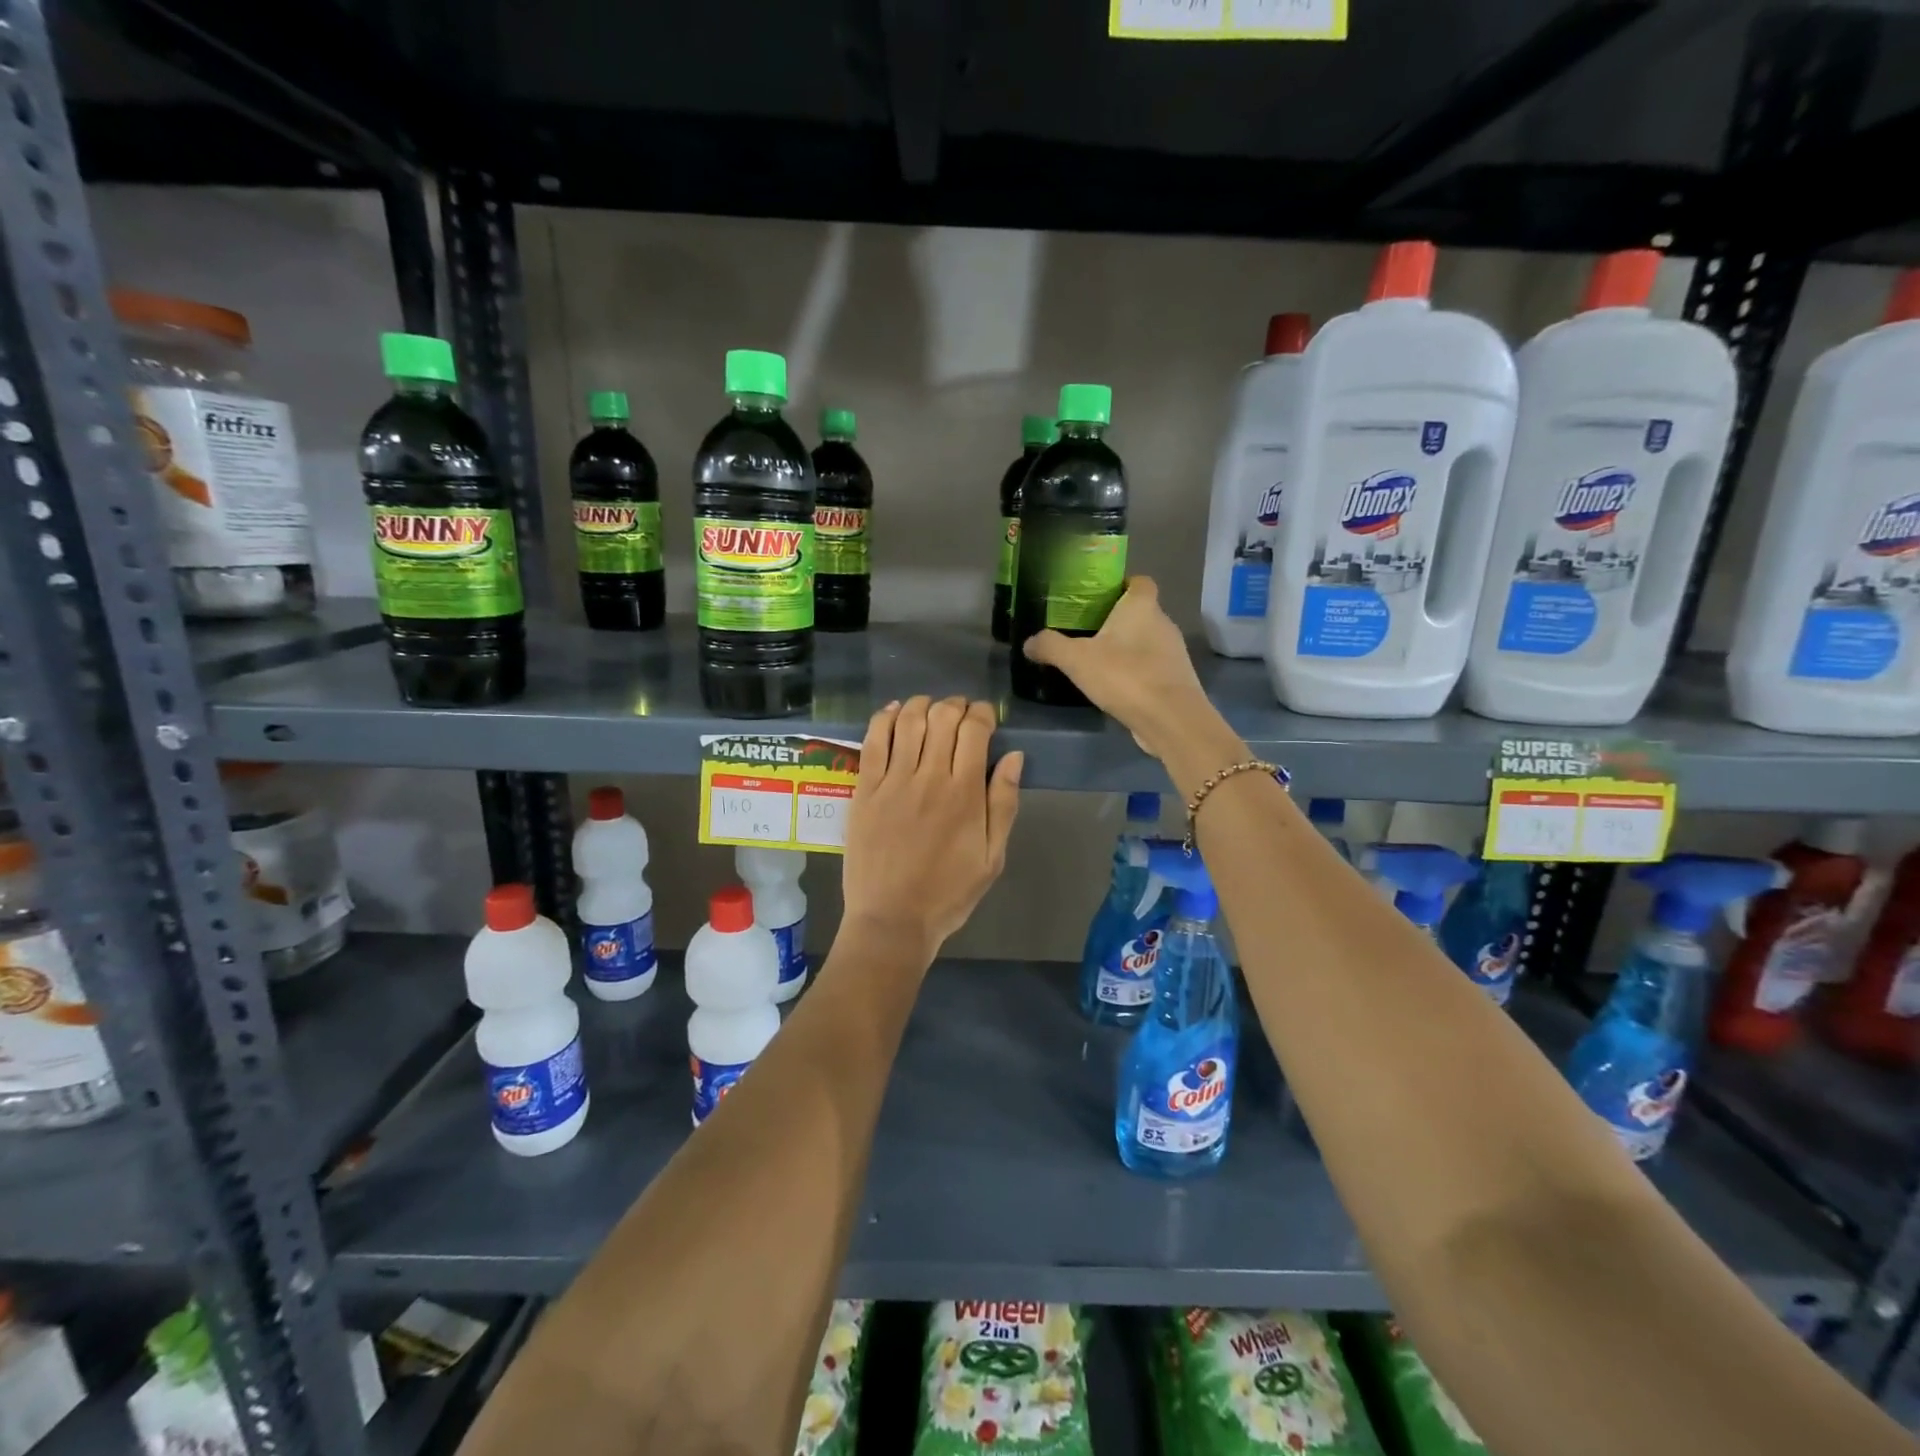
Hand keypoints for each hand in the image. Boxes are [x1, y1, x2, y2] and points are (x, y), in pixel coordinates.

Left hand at [842, 696, 1022, 955]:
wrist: (892, 920)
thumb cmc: (949, 893)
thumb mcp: (993, 857)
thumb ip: (1004, 803)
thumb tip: (1014, 757)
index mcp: (965, 793)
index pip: (974, 730)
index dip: (983, 713)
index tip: (986, 718)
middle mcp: (929, 777)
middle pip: (942, 717)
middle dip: (955, 705)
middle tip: (960, 714)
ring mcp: (892, 781)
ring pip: (908, 721)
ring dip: (922, 705)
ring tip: (930, 709)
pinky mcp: (864, 790)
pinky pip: (872, 740)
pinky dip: (884, 718)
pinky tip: (894, 712)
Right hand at [1022, 577, 1220, 761]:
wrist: (1171, 720)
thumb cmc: (1125, 676)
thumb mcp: (1076, 660)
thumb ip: (1050, 646)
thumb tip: (1029, 642)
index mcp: (1142, 607)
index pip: (1140, 582)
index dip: (1121, 585)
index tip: (1098, 598)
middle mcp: (1163, 623)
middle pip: (1141, 612)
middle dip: (1117, 620)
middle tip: (1087, 632)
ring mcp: (1174, 653)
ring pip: (1147, 641)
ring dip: (1127, 648)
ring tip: (1098, 661)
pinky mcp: (1176, 680)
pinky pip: (1152, 667)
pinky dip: (1136, 672)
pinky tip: (1116, 687)